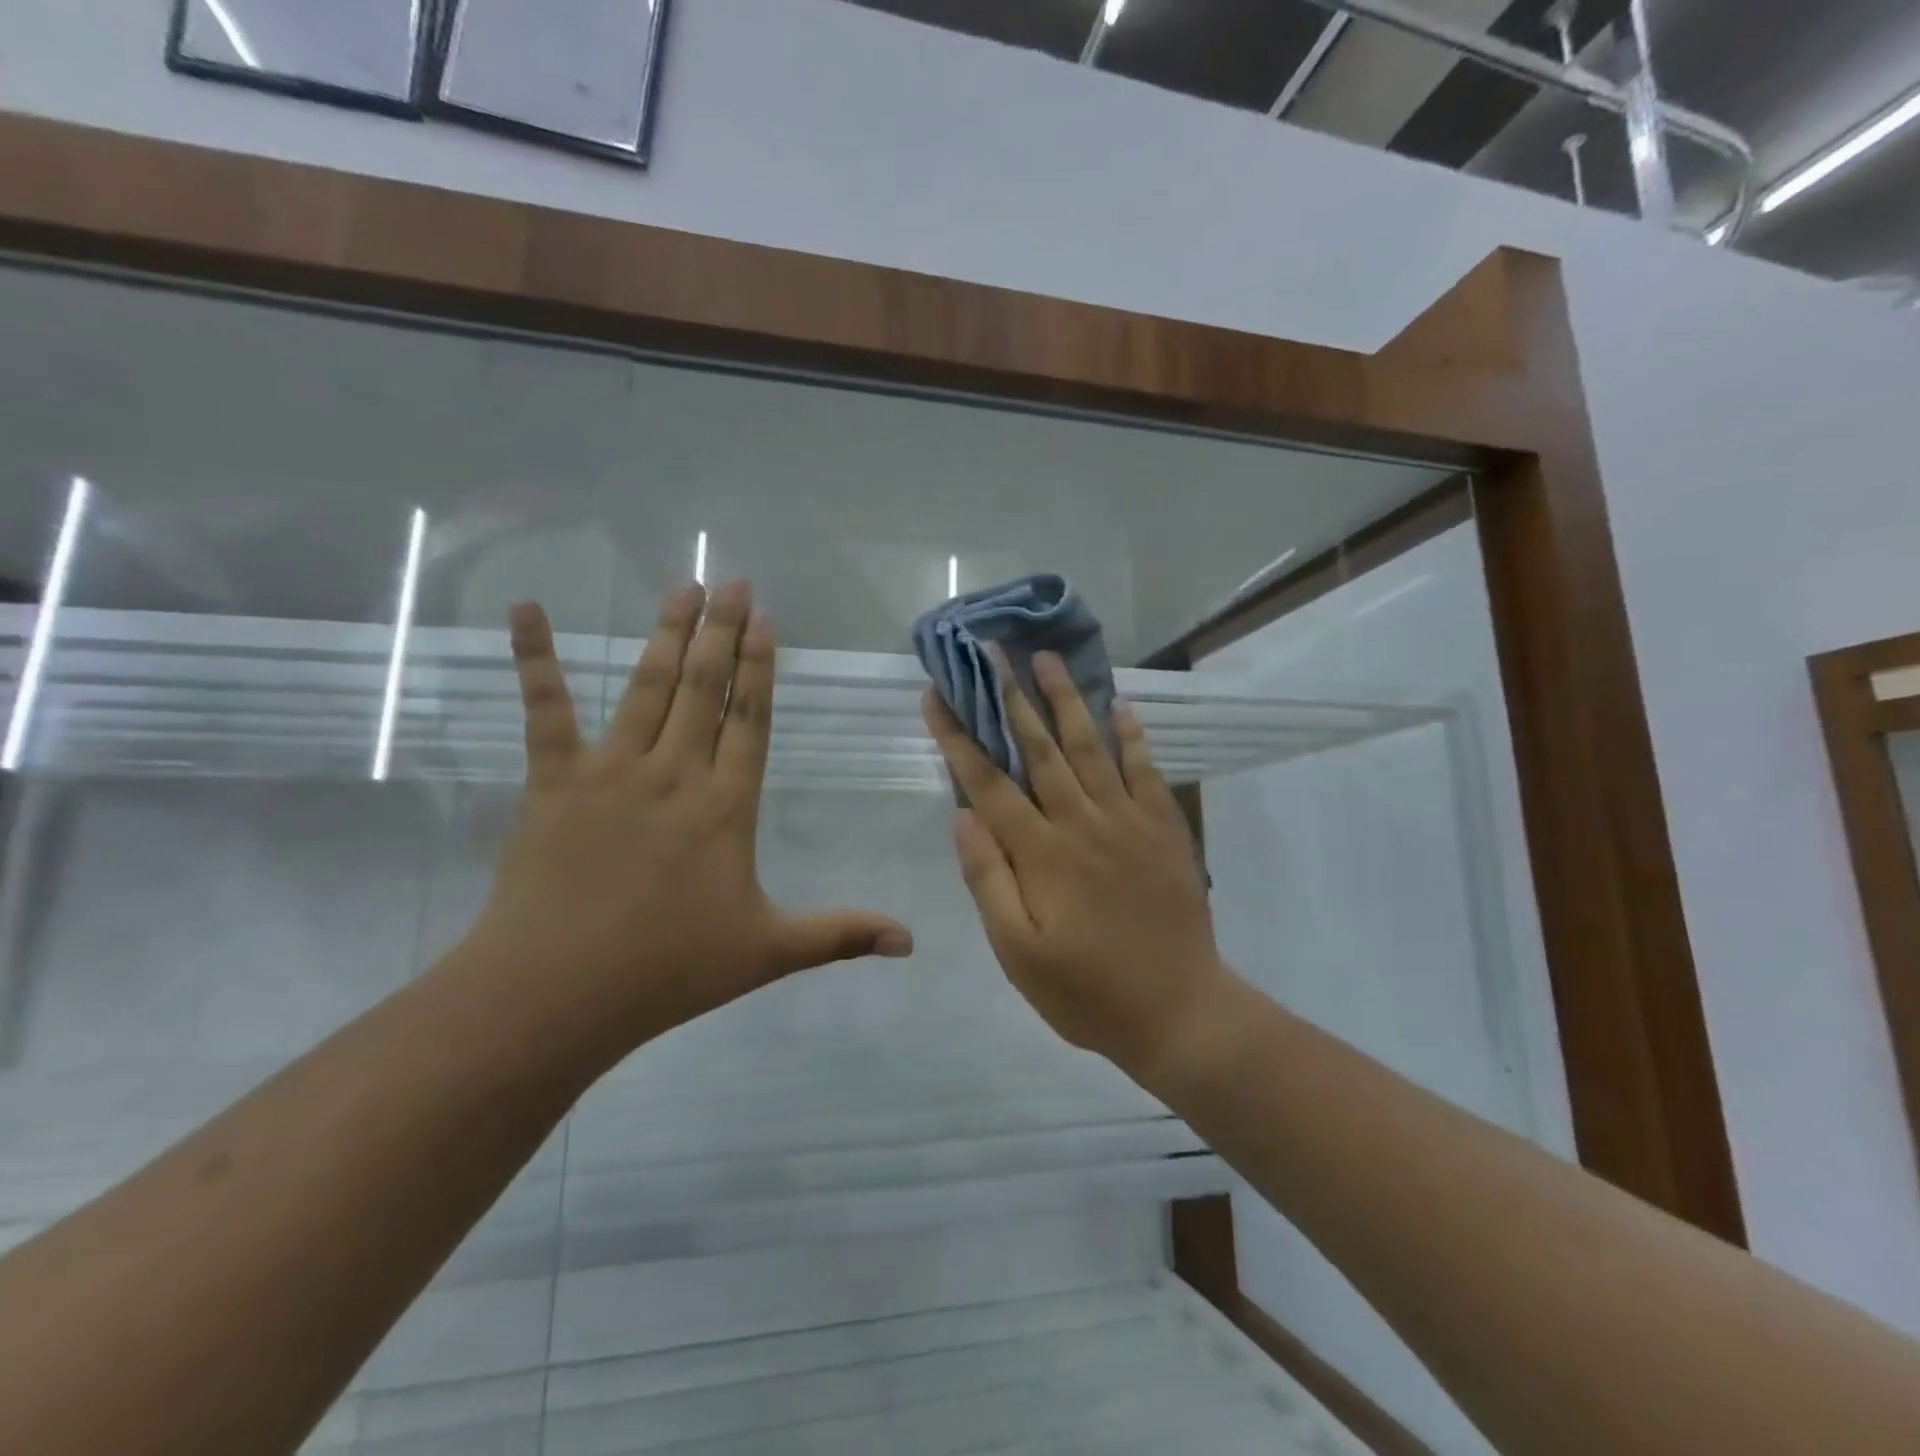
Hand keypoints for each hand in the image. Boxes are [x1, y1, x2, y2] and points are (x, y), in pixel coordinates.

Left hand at [459, 581, 912, 1071]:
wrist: (556, 993)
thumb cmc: (669, 970)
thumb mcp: (768, 952)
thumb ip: (842, 935)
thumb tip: (912, 942)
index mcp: (727, 806)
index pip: (751, 720)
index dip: (760, 667)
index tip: (764, 618)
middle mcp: (675, 774)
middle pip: (705, 689)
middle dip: (721, 631)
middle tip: (731, 579)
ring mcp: (611, 771)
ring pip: (648, 688)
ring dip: (669, 634)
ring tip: (683, 587)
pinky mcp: (554, 782)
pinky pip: (546, 711)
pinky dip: (535, 658)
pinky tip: (527, 609)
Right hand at [922, 651, 1232, 1084]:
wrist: (1180, 1011)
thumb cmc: (1088, 990)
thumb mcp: (1019, 953)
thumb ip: (989, 882)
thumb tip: (963, 818)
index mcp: (1040, 853)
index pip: (987, 783)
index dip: (958, 737)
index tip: (936, 697)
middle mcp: (1081, 822)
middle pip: (1038, 749)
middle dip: (1010, 698)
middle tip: (993, 652)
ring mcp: (1128, 820)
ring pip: (1089, 747)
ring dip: (1066, 700)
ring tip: (1047, 659)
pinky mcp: (1164, 828)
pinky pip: (1145, 769)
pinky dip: (1131, 734)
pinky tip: (1119, 704)